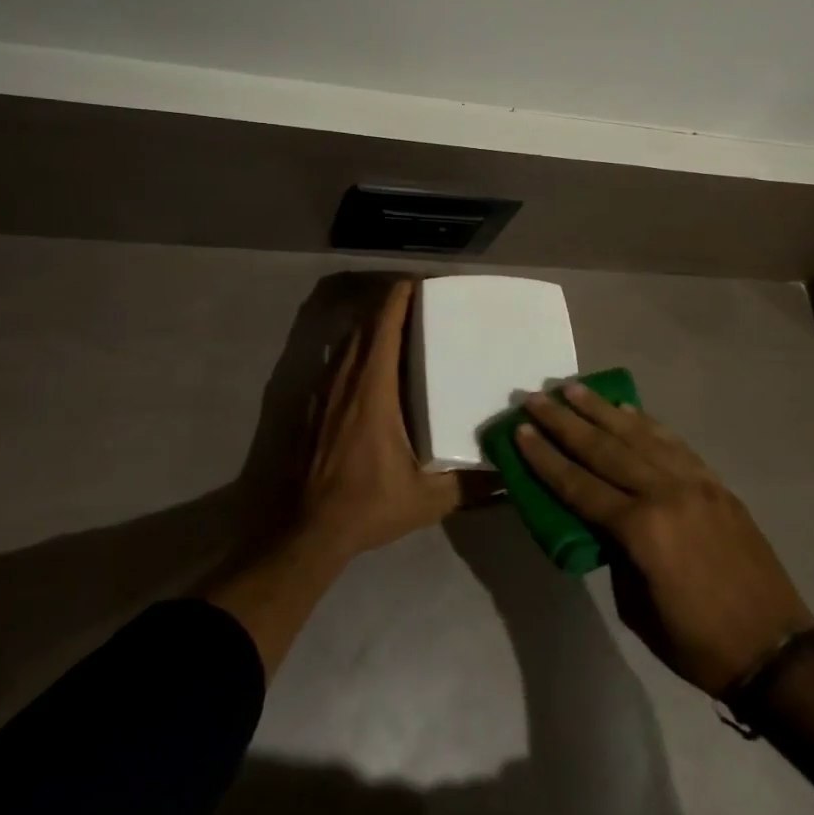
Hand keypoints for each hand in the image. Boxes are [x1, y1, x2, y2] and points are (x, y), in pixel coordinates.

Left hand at [300, 279, 460, 558]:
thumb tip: (508, 475)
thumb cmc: (366, 505)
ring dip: (369, 326)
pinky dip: (354, 349)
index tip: (418, 284)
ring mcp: (323, 392)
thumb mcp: (426, 500)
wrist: (305, 530)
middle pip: (364, 326)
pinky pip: (335, 362)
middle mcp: (345, 380)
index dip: (398, 300)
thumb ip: (469, 486)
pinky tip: (369, 365)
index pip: (383, 328)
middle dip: (387, 305)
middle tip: (417, 300)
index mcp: (373, 390)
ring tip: (397, 324)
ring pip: (347, 342)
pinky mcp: (311, 406)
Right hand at [516, 384, 813, 695]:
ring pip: (639, 435)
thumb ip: (615, 555)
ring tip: (574, 389)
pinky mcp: (715, 484)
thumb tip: (602, 522)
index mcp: (641, 529)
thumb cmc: (697, 643)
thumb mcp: (636, 608)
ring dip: (602, 410)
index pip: (579, 484)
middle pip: (604, 448)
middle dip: (565, 422)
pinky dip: (647, 423)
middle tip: (536, 398)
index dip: (546, 458)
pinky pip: (674, 444)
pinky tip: (628, 408)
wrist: (776, 650)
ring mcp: (695, 483)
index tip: (520, 430)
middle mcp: (665, 493)